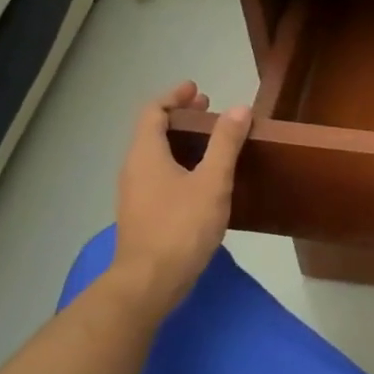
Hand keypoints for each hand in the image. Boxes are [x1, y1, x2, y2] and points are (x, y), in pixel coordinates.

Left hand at [105, 82, 250, 322]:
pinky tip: (202, 178)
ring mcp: (136, 194)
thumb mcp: (211, 181)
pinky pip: (159, 175)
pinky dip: (179, 163)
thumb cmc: (180, 227)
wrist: (149, 283)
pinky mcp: (144, 215)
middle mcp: (134, 169)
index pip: (153, 112)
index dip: (174, 97)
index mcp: (145, 154)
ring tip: (211, 141)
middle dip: (180, 117)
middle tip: (208, 110)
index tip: (197, 90)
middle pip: (152, 131)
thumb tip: (238, 108)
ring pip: (156, 155)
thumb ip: (225, 144)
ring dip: (181, 141)